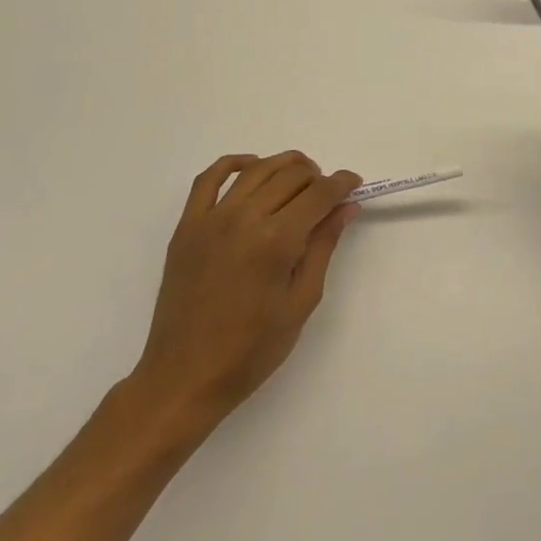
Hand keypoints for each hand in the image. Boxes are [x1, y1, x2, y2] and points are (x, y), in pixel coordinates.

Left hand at [129, 151, 359, 432]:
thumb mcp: (302, 301)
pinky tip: (253, 167)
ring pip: (256, 169)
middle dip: (317, 176)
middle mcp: (244, 219)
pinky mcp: (187, 227)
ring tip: (300, 178)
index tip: (355, 184)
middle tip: (328, 194)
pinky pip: (209, 179)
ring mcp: (210, 220)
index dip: (343, 183)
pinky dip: (235, 163)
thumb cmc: (253, 348)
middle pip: (291, 174)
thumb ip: (323, 246)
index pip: (319, 193)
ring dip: (285, 165)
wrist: (185, 377)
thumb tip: (345, 207)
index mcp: (277, 241)